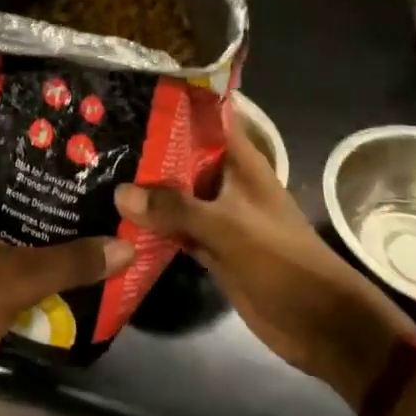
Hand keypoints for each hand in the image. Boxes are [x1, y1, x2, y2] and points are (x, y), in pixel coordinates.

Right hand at [116, 112, 415, 400]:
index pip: (205, 117)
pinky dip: (151, 224)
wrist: (320, 324)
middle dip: (146, 146)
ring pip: (175, 192)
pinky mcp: (211, 246)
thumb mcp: (227, 227)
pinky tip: (114, 217)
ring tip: (96, 168)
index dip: (172, 102)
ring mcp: (217, 214)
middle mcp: (226, 180)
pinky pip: (174, 227)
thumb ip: (174, 208)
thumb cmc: (281, 260)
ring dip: (145, 187)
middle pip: (182, 154)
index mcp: (239, 161)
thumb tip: (119, 191)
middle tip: (97, 133)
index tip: (130, 91)